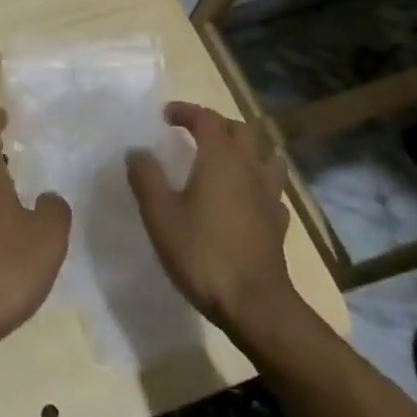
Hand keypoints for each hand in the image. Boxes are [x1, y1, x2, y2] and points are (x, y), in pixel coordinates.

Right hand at [126, 101, 296, 346]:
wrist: (255, 305)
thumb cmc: (203, 253)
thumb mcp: (160, 214)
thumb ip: (146, 177)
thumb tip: (137, 151)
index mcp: (220, 159)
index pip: (207, 119)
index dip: (186, 111)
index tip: (165, 115)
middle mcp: (249, 169)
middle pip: (240, 130)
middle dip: (216, 124)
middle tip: (192, 133)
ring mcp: (269, 196)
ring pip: (265, 156)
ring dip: (245, 149)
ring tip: (225, 158)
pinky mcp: (278, 224)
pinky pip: (271, 189)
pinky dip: (257, 182)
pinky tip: (245, 198)